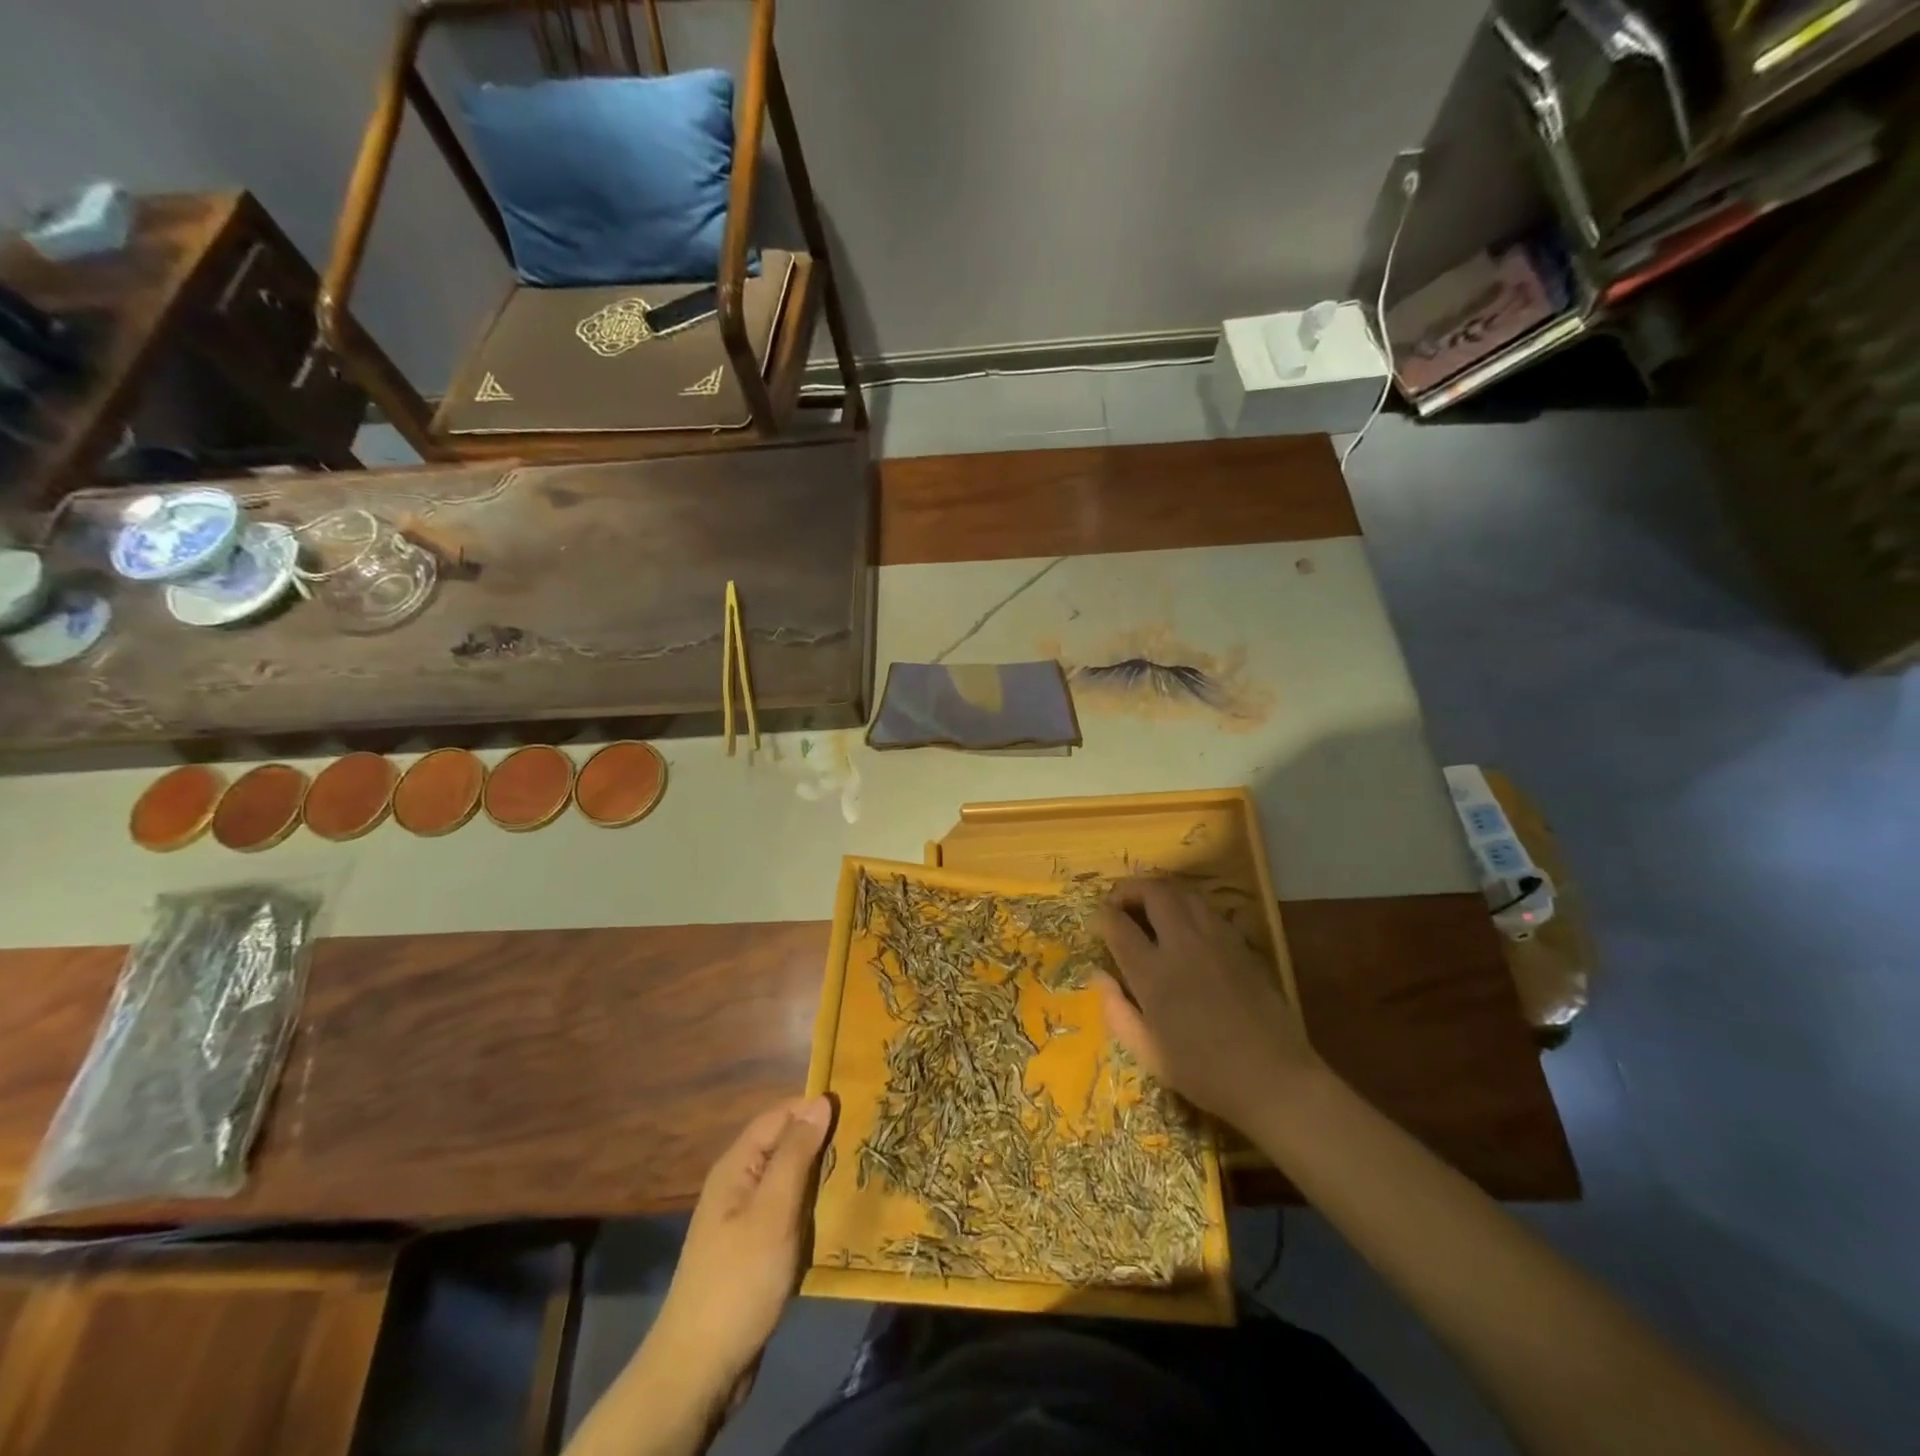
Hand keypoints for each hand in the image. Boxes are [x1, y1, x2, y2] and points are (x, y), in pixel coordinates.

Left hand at [646, 1095, 833, 1416]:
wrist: (699, 1371)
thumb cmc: (739, 1281)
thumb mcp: (773, 1211)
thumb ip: (796, 1153)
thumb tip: (820, 1100)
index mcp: (737, 1166)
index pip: (781, 1115)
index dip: (816, 1108)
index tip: (859, 1108)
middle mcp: (739, 1184)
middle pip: (786, 1145)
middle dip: (823, 1141)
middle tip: (868, 1142)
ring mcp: (746, 1218)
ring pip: (791, 1180)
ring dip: (822, 1177)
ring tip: (863, 1173)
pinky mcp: (756, 1249)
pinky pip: (790, 1213)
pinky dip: (813, 1208)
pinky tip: (841, 1215)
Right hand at [1094, 878, 1316, 1132]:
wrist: (1274, 1079)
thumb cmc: (1203, 1073)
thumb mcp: (1147, 1052)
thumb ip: (1116, 1010)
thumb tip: (1099, 975)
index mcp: (1154, 973)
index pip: (1118, 924)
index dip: (1102, 916)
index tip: (1098, 922)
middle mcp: (1183, 944)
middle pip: (1153, 892)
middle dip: (1129, 889)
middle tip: (1119, 904)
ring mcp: (1216, 939)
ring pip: (1183, 892)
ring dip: (1159, 892)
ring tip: (1149, 908)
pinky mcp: (1241, 943)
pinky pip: (1207, 909)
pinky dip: (1187, 905)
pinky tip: (1184, 927)